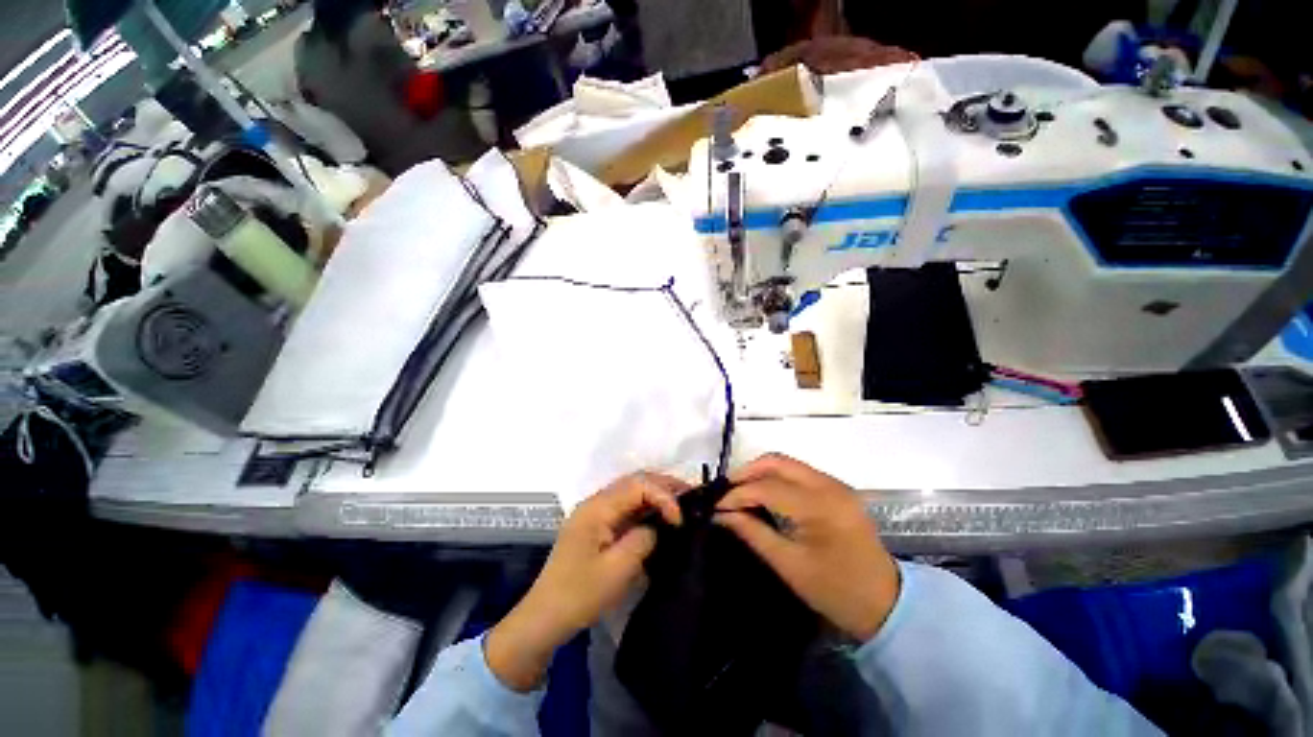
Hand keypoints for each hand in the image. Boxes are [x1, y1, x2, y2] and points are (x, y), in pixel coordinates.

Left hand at [485, 472, 686, 690]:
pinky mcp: (597, 525)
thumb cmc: (579, 595)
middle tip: (690, 496)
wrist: (544, 618)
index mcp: (597, 508)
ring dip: (656, 494)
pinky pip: (626, 507)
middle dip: (663, 486)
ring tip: (681, 502)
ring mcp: (595, 512)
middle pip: (634, 481)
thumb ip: (643, 539)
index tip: (680, 518)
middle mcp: (595, 502)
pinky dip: (646, 507)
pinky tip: (660, 515)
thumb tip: (657, 526)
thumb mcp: (618, 570)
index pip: (637, 485)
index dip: (663, 495)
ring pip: (631, 491)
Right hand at [715, 453, 899, 641]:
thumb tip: (722, 514)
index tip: (716, 506)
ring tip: (740, 492)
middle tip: (726, 492)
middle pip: (777, 461)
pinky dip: (776, 477)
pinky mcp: (836, 489)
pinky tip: (763, 494)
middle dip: (746, 472)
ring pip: (787, 463)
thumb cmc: (837, 592)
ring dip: (760, 472)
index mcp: (820, 506)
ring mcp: (835, 484)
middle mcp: (828, 485)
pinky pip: (798, 472)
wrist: (888, 604)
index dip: (737, 494)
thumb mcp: (790, 566)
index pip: (767, 487)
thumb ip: (753, 533)